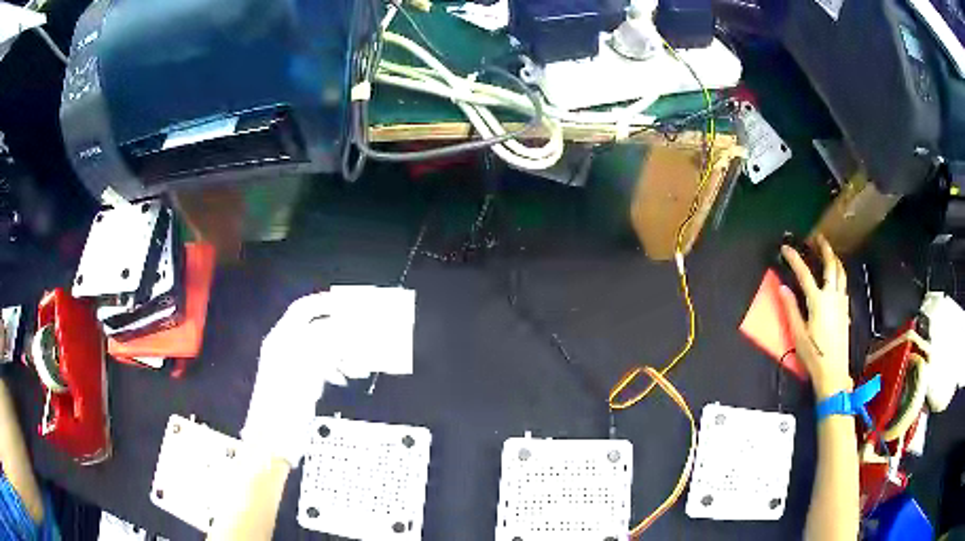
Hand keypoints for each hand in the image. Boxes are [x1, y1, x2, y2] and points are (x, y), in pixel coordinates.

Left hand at [242, 293, 341, 466]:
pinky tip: (344, 376)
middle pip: (315, 328)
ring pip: (320, 349)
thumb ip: (325, 344)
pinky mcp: (299, 384)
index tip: (349, 305)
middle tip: (361, 334)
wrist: (273, 439)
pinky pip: (320, 367)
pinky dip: (334, 368)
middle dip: (338, 331)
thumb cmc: (284, 404)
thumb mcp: (307, 370)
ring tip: (357, 362)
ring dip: (340, 352)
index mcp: (281, 339)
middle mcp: (285, 348)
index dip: (324, 304)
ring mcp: (292, 367)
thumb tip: (344, 328)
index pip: (303, 310)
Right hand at [779, 235, 852, 399]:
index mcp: (818, 301)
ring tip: (829, 252)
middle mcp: (832, 296)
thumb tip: (783, 288)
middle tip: (818, 237)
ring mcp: (841, 302)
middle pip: (831, 265)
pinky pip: (844, 284)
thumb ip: (791, 309)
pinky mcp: (846, 309)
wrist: (834, 371)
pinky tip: (836, 277)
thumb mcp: (798, 334)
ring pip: (841, 273)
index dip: (794, 258)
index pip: (804, 274)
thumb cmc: (814, 355)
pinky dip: (840, 274)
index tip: (786, 248)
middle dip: (825, 248)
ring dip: (835, 259)